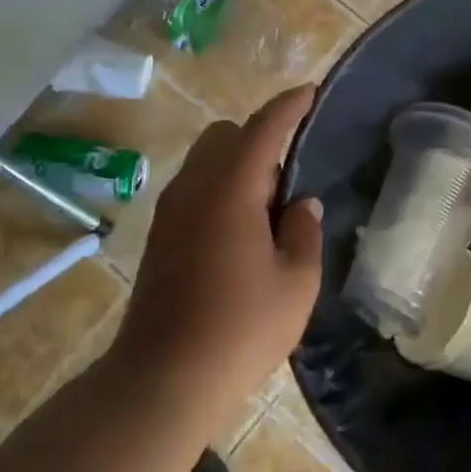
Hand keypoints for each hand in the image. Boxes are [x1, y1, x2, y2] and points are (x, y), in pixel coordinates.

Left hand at [109, 86, 324, 421]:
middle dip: (260, 137)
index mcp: (231, 189)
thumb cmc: (241, 329)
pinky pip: (194, 187)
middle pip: (226, 135)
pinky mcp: (160, 235)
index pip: (263, 128)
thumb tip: (302, 204)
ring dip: (238, 164)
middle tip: (289, 177)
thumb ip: (304, 232)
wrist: (164, 378)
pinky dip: (220, 187)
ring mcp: (171, 211)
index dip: (289, 106)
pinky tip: (240, 231)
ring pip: (206, 159)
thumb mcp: (296, 283)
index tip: (310, 93)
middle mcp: (194, 187)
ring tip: (267, 209)